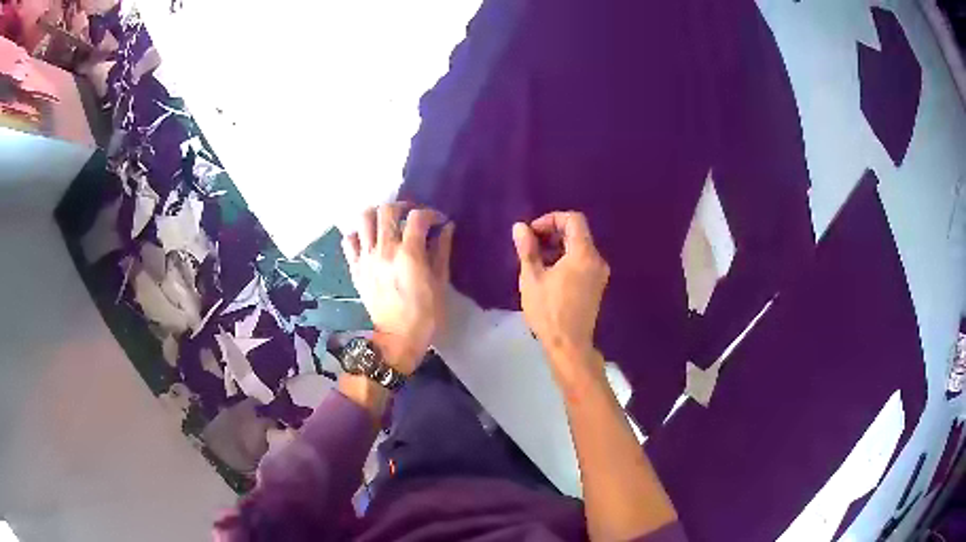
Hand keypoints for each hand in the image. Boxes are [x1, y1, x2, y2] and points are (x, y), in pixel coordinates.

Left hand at [342, 203, 453, 374]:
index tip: (439, 222)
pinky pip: (349, 240)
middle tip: (412, 218)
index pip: (418, 217)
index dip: (431, 214)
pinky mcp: (355, 268)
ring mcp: (366, 258)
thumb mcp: (440, 283)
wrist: (397, 338)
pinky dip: (359, 233)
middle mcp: (385, 250)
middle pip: (387, 210)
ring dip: (378, 214)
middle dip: (403, 207)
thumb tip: (446, 227)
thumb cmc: (425, 314)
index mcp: (409, 254)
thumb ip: (442, 251)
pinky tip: (370, 240)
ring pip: (364, 218)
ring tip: (388, 223)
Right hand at [512, 211, 609, 385]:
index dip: (551, 219)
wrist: (569, 346)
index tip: (532, 233)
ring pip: (580, 248)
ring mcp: (599, 274)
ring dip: (558, 247)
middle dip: (553, 233)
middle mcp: (597, 260)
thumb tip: (520, 227)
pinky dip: (567, 259)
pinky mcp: (597, 286)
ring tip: (536, 260)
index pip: (573, 220)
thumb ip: (527, 249)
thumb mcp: (532, 278)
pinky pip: (583, 262)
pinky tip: (549, 274)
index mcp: (583, 254)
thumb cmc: (549, 312)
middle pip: (578, 233)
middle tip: (531, 245)